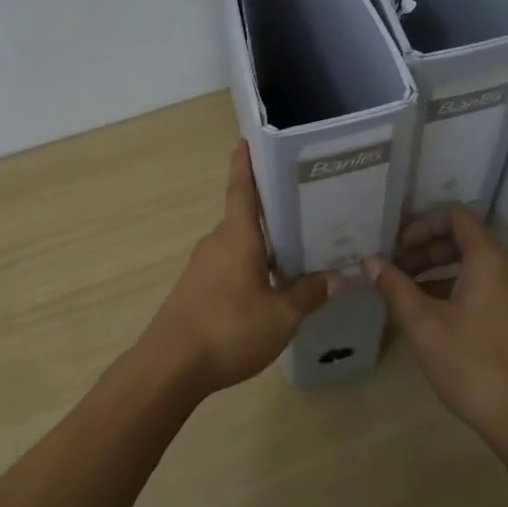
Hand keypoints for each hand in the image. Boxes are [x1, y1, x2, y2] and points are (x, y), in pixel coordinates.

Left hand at [139, 141, 337, 396]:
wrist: (170, 366)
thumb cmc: (228, 329)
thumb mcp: (280, 316)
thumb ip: (309, 294)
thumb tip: (337, 277)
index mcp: (237, 236)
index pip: (242, 189)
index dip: (245, 163)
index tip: (246, 140)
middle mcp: (217, 242)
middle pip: (246, 217)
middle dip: (273, 211)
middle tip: (307, 207)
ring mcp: (203, 266)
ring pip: (240, 245)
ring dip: (264, 245)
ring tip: (299, 250)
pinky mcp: (197, 289)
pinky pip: (230, 266)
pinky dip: (251, 267)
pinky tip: (271, 286)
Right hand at [367, 207, 507, 450]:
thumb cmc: (472, 364)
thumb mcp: (424, 325)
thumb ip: (396, 287)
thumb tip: (370, 261)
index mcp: (490, 260)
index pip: (456, 216)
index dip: (423, 224)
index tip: (396, 246)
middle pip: (465, 240)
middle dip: (426, 249)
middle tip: (394, 269)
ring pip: (474, 266)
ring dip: (438, 271)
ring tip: (405, 292)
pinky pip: (485, 287)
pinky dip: (456, 289)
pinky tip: (430, 315)